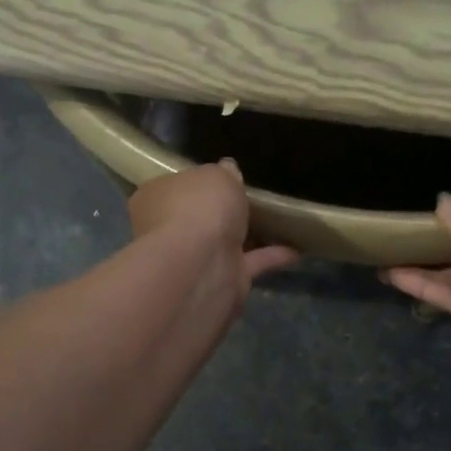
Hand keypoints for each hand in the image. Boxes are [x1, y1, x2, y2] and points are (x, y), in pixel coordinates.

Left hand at [127, 162, 298, 309]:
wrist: (201, 263)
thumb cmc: (198, 207)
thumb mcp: (215, 174)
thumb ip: (223, 172)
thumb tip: (227, 170)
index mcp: (154, 199)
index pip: (172, 187)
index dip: (194, 183)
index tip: (219, 179)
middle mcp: (167, 231)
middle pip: (195, 217)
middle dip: (218, 213)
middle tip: (248, 200)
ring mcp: (194, 259)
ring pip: (222, 243)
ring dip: (246, 236)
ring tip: (278, 222)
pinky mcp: (221, 280)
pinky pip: (249, 263)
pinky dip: (270, 256)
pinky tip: (296, 248)